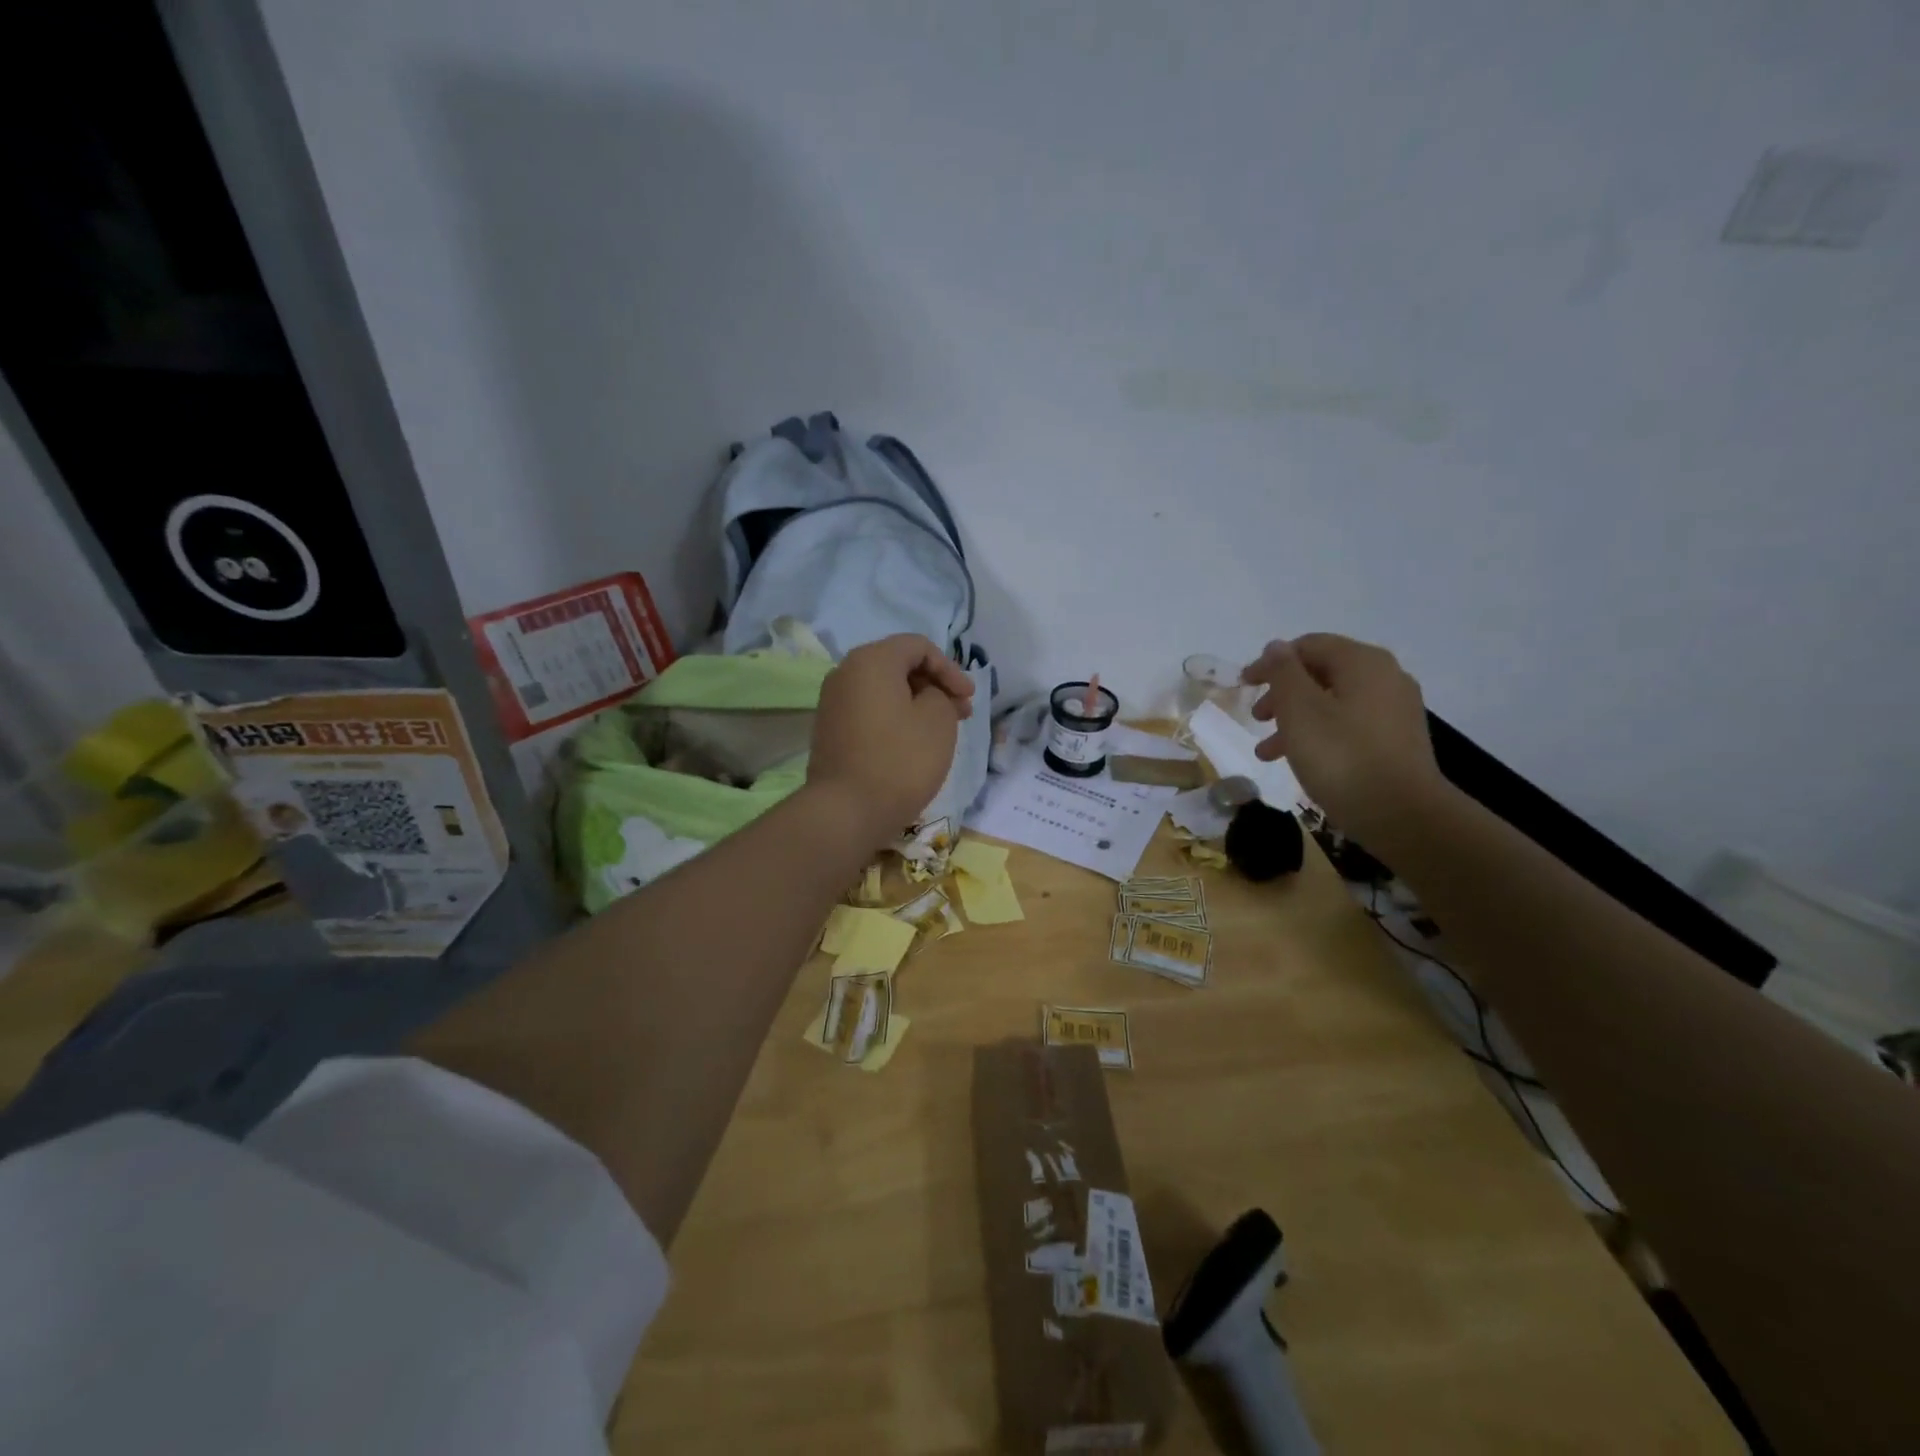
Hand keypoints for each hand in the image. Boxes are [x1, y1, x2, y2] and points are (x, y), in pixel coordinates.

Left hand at [808, 634, 974, 844]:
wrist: (847, 810)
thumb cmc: (900, 759)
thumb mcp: (938, 719)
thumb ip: (940, 693)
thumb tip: (925, 695)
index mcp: (871, 660)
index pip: (919, 646)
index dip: (950, 668)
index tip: (969, 698)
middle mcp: (845, 672)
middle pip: (899, 665)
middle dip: (934, 685)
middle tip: (961, 713)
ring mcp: (832, 702)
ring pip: (884, 690)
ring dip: (916, 703)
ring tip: (942, 730)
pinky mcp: (830, 730)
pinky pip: (869, 711)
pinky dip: (895, 717)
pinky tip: (913, 742)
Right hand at [1240, 634, 1447, 841]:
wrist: (1402, 816)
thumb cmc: (1341, 756)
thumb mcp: (1299, 710)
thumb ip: (1283, 673)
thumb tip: (1277, 647)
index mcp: (1362, 662)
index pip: (1308, 646)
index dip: (1271, 662)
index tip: (1244, 685)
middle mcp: (1385, 678)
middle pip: (1321, 673)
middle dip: (1283, 694)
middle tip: (1257, 717)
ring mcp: (1395, 711)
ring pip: (1332, 703)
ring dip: (1295, 720)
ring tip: (1267, 751)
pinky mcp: (1397, 741)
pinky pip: (1348, 726)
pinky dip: (1319, 735)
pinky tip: (1300, 762)